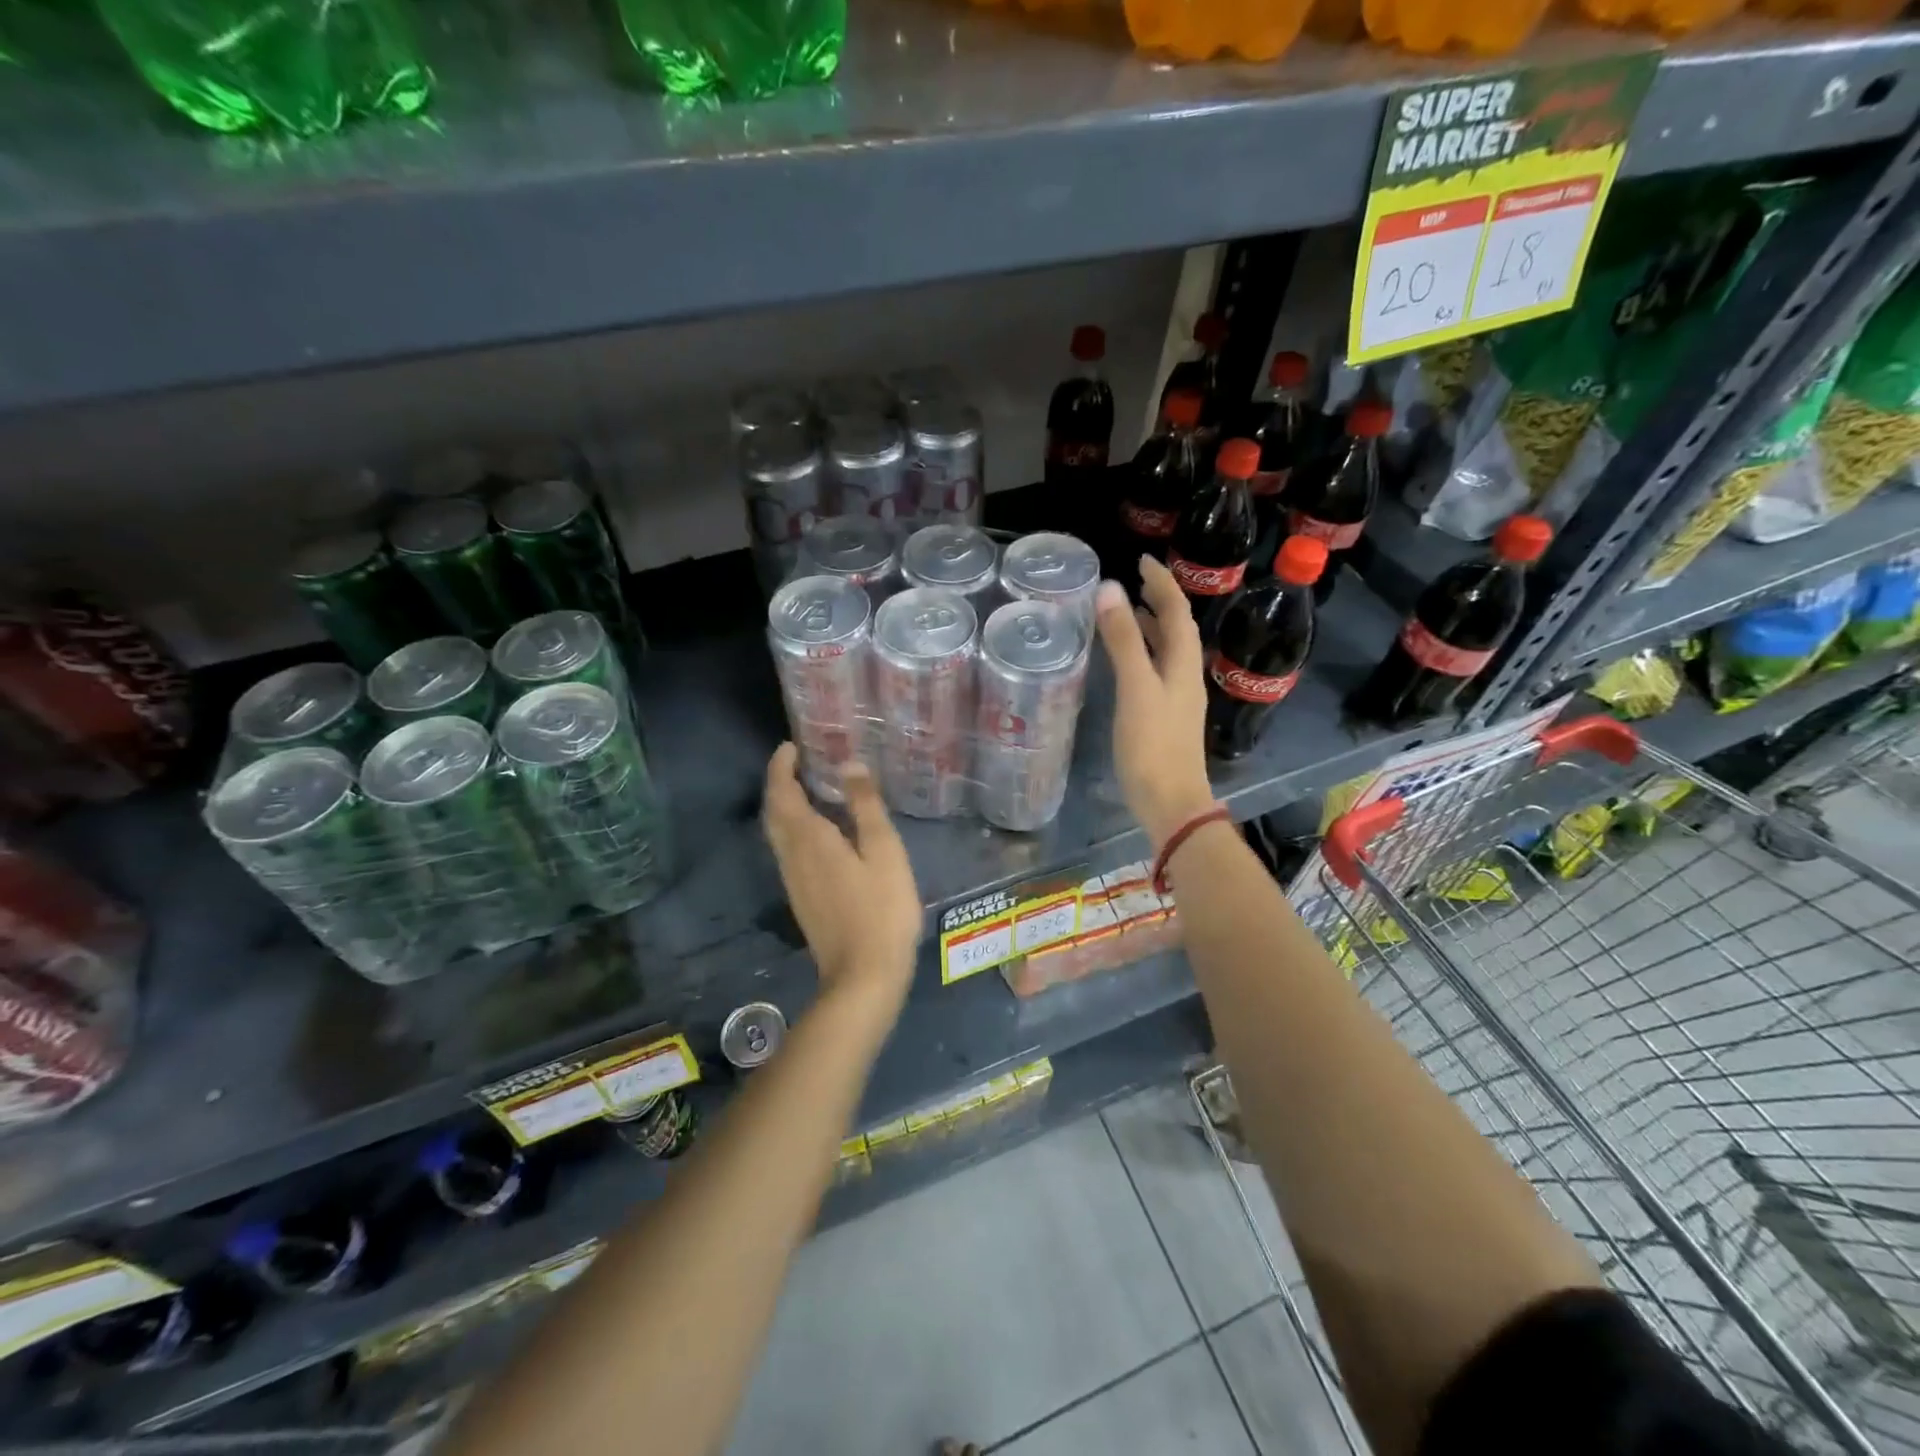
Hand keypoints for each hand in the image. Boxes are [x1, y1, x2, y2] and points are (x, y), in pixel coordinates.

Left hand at [762, 744, 921, 1016]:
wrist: (863, 976)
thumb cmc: (881, 910)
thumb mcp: (884, 852)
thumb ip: (866, 807)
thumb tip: (849, 765)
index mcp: (809, 839)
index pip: (782, 792)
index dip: (781, 766)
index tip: (791, 746)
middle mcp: (792, 856)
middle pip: (774, 812)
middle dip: (780, 783)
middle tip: (800, 763)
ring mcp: (794, 880)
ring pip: (778, 833)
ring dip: (785, 806)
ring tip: (810, 789)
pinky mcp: (801, 898)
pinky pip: (788, 851)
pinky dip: (794, 829)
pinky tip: (820, 833)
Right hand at [1096, 558, 1216, 848]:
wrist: (1170, 803)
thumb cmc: (1152, 746)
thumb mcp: (1136, 689)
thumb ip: (1123, 641)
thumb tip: (1110, 589)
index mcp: (1183, 665)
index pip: (1178, 612)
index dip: (1163, 584)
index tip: (1143, 560)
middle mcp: (1186, 676)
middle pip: (1177, 629)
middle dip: (1159, 601)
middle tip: (1133, 581)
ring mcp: (1177, 699)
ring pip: (1168, 651)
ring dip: (1152, 627)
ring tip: (1127, 612)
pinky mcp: (1165, 717)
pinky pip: (1157, 671)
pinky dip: (1143, 654)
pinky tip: (1126, 662)